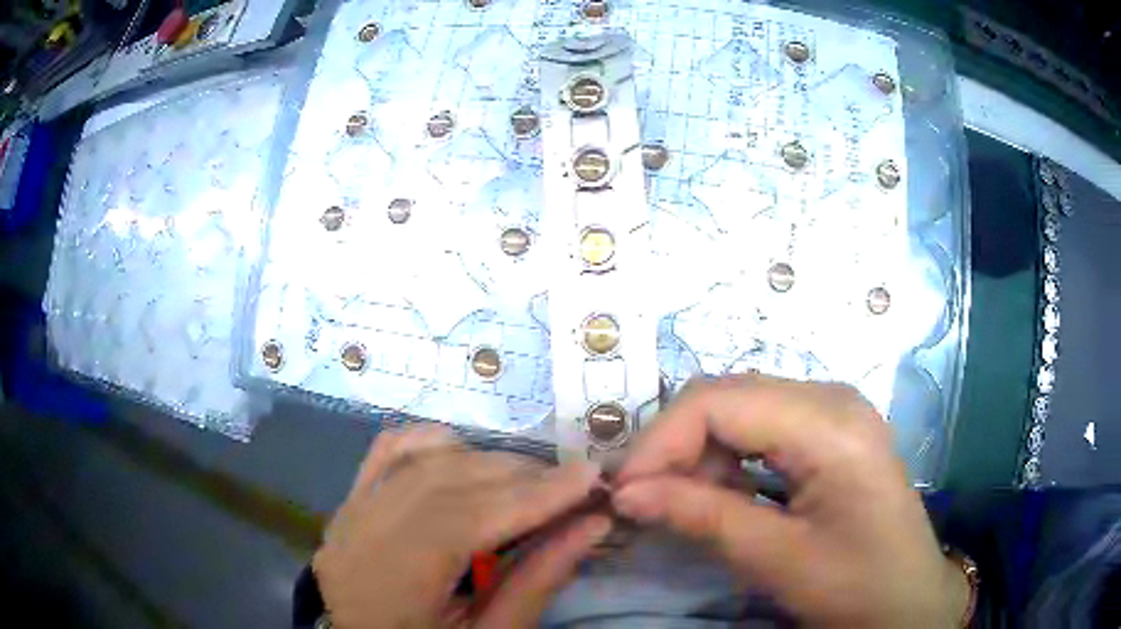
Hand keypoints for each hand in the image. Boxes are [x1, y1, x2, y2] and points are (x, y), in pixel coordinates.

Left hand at [315, 426, 607, 628]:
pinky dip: (434, 443)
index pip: (467, 519)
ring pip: (421, 459)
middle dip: (519, 475)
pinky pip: (389, 451)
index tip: (591, 477)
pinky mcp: (349, 502)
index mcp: (393, 583)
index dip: (533, 495)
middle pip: (446, 481)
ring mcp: (349, 512)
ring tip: (531, 478)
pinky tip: (468, 455)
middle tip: (572, 483)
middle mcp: (362, 535)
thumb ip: (536, 583)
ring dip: (484, 459)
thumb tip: (592, 527)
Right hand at [612, 376, 970, 627]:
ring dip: (701, 454)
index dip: (661, 441)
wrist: (909, 600)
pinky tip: (724, 496)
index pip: (720, 401)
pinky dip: (729, 459)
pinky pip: (762, 427)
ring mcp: (834, 411)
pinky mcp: (831, 432)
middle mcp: (832, 398)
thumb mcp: (777, 559)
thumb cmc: (855, 586)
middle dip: (675, 445)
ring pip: (741, 408)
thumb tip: (626, 493)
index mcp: (829, 424)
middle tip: (643, 498)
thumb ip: (701, 517)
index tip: (624, 491)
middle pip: (728, 396)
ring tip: (684, 504)